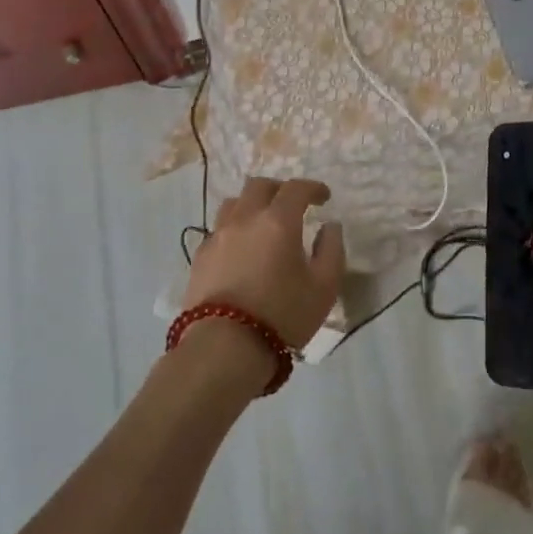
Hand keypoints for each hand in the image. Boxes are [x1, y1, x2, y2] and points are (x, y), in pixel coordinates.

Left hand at [186, 177, 344, 351]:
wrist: (223, 348)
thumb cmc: (282, 316)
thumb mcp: (324, 288)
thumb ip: (332, 251)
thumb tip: (329, 227)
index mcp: (278, 221)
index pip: (296, 188)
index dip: (313, 188)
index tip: (324, 197)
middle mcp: (245, 219)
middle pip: (260, 186)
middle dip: (279, 189)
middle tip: (293, 205)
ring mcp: (218, 236)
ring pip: (234, 203)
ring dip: (252, 205)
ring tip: (263, 223)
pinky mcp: (200, 257)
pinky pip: (219, 228)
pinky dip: (234, 228)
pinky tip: (241, 249)